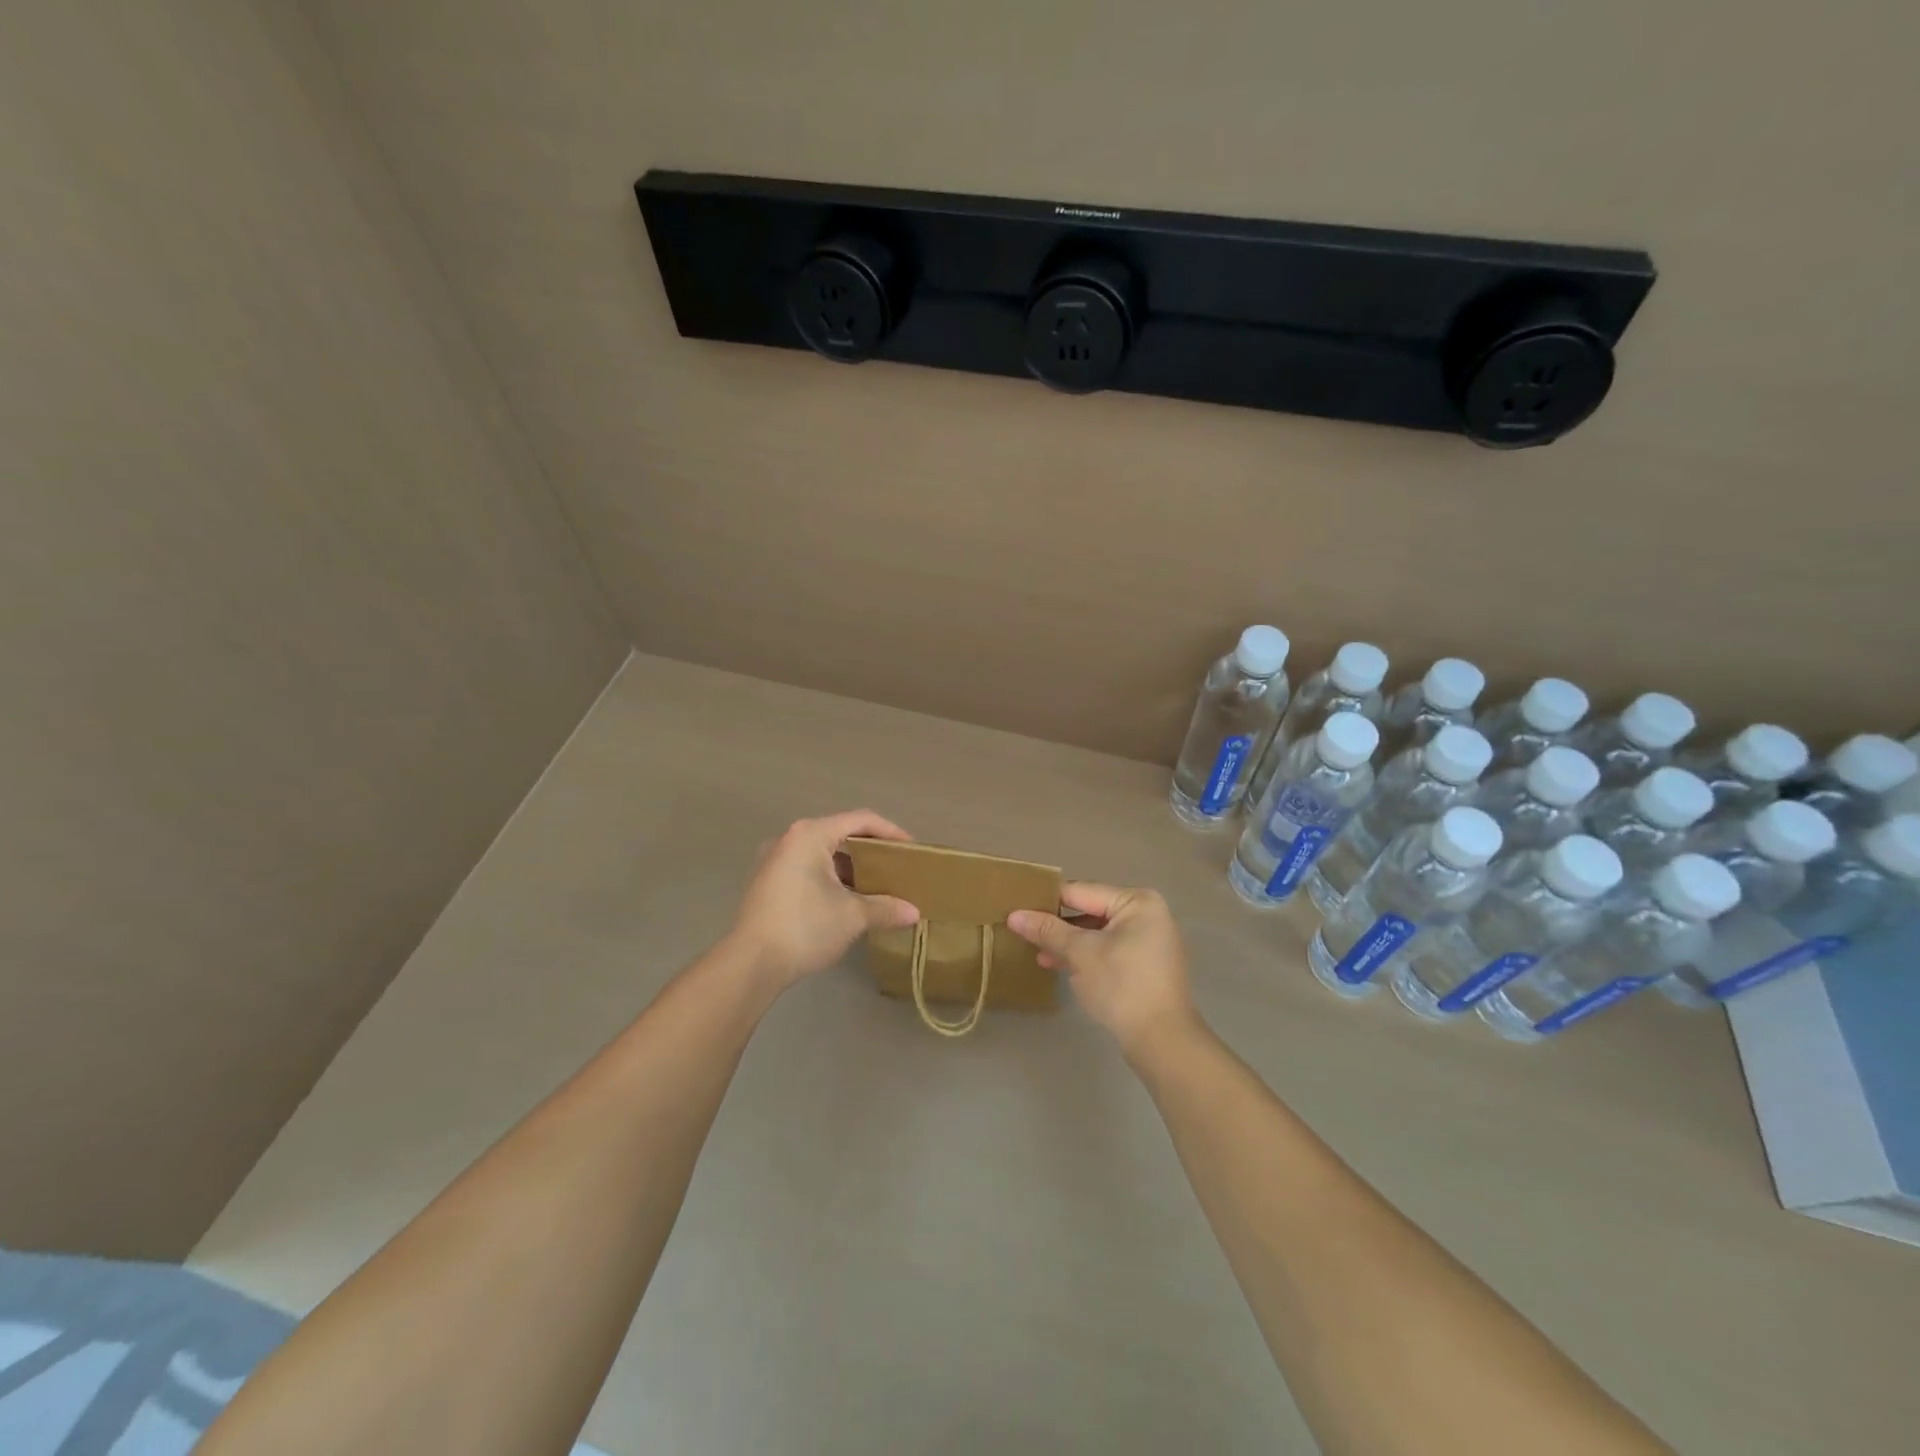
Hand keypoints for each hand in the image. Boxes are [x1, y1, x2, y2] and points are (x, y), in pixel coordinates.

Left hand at [726, 810, 918, 989]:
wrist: (750, 963)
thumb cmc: (805, 927)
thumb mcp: (852, 916)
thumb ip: (885, 907)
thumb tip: (914, 912)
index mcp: (811, 834)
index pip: (861, 820)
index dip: (891, 832)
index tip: (912, 851)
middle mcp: (790, 838)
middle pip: (840, 833)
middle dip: (871, 850)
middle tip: (895, 867)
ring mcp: (774, 859)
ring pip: (823, 852)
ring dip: (850, 866)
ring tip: (874, 886)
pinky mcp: (767, 881)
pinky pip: (807, 867)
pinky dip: (830, 876)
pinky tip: (845, 899)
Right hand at [1007, 883, 1200, 1056]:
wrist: (1162, 1041)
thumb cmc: (1121, 986)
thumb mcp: (1079, 954)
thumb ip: (1047, 930)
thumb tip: (1014, 915)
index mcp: (1137, 901)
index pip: (1081, 891)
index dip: (1047, 901)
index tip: (1017, 908)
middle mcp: (1147, 914)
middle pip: (1090, 910)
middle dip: (1058, 925)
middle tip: (1023, 932)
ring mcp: (1149, 940)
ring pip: (1098, 932)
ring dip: (1068, 943)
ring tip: (1038, 954)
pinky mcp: (1145, 964)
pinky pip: (1109, 949)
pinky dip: (1086, 955)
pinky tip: (1059, 965)